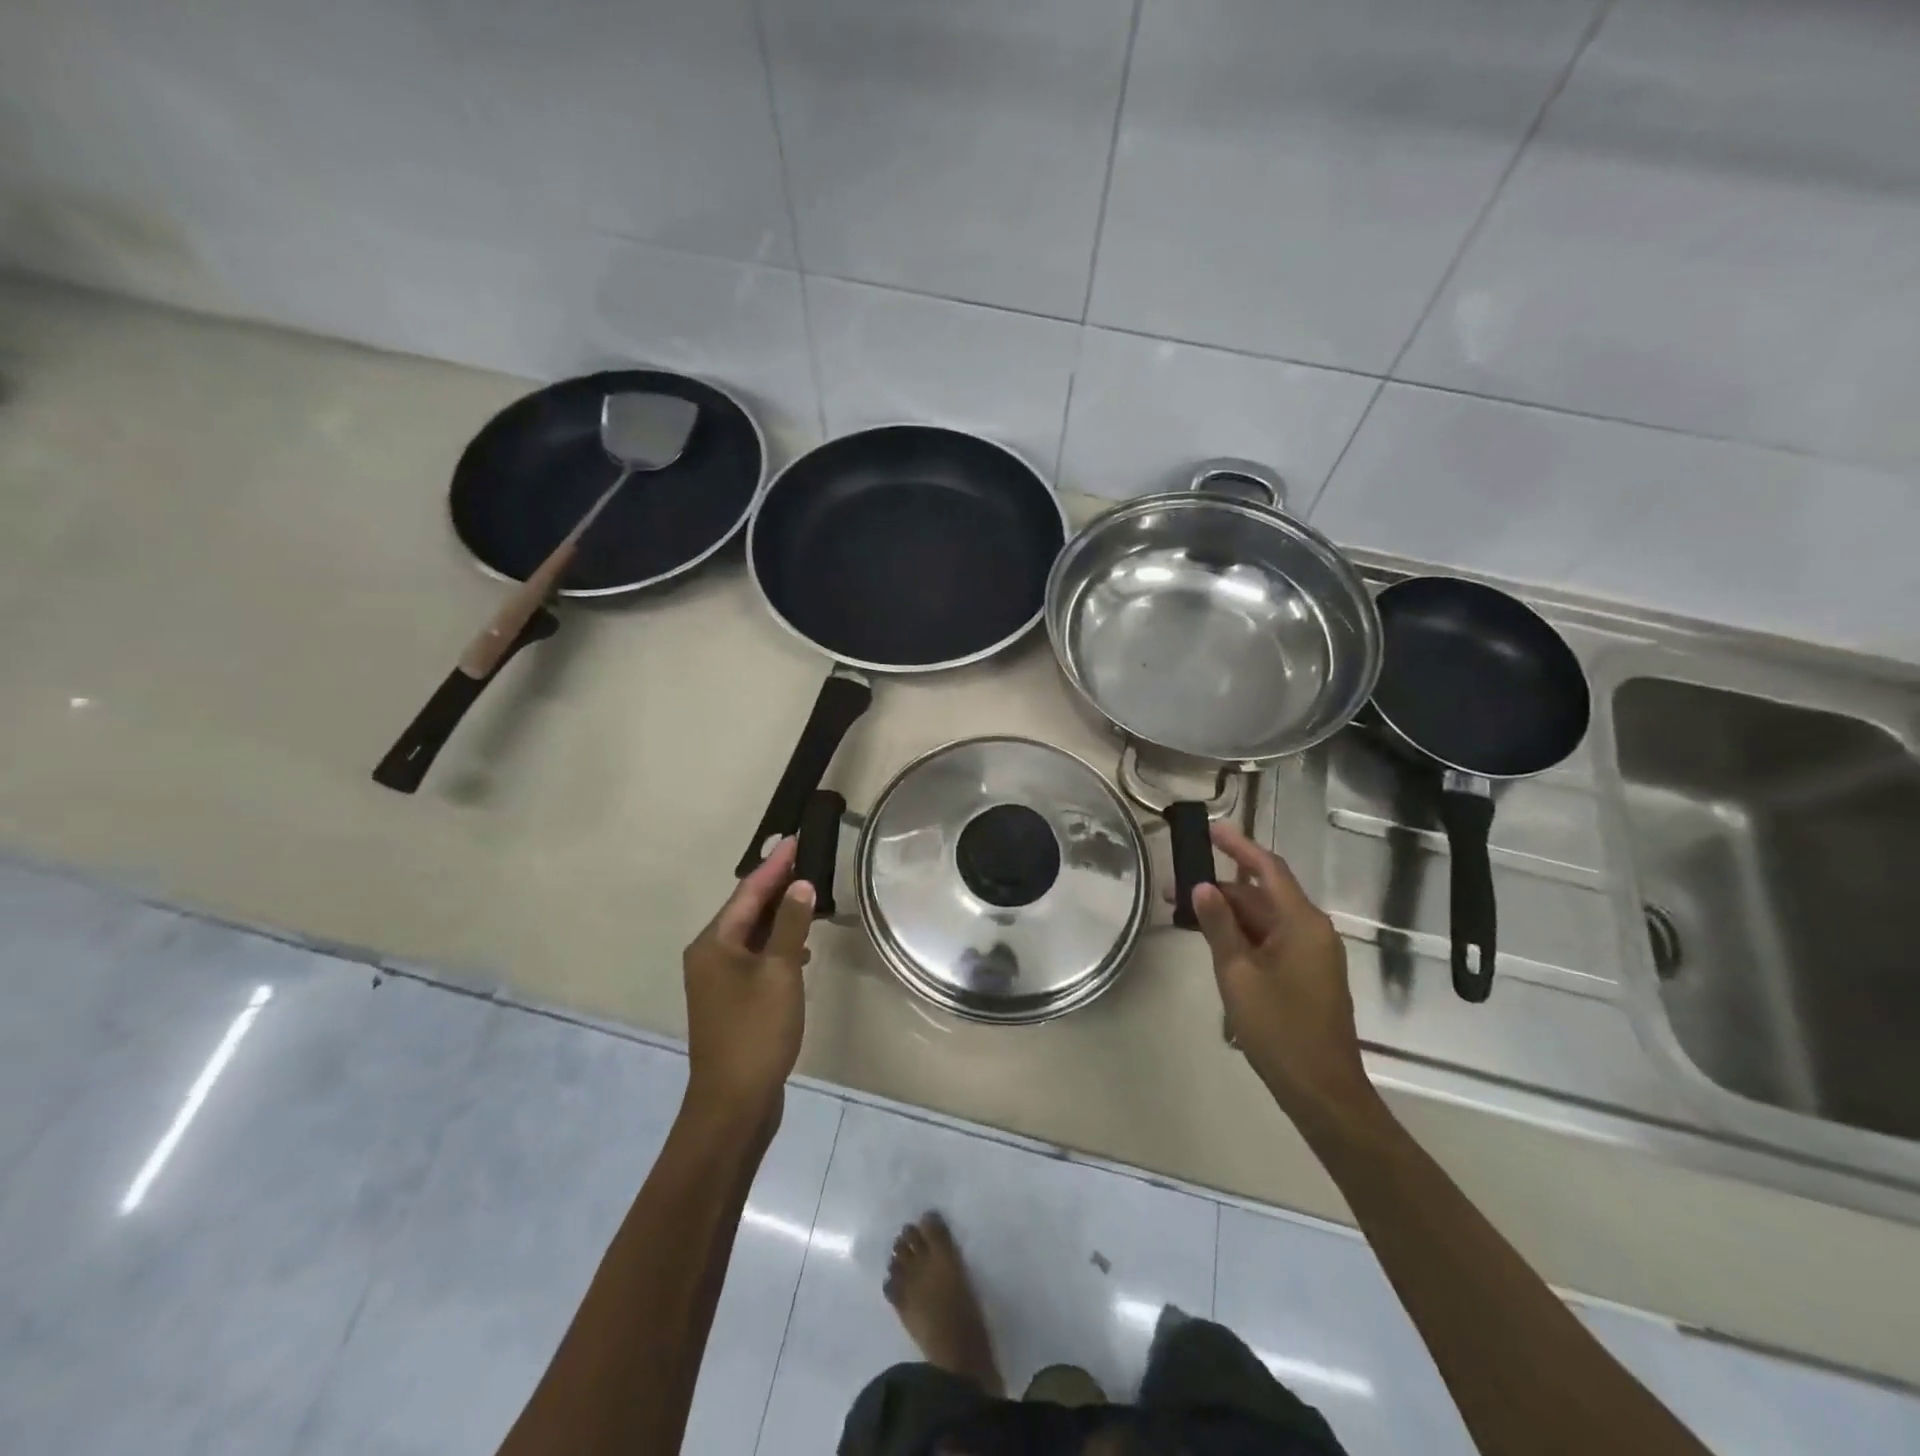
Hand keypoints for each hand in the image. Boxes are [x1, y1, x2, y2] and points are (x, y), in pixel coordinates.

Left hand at [682, 838, 815, 1124]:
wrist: (733, 1103)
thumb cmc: (756, 1032)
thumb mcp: (780, 972)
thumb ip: (791, 926)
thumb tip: (800, 885)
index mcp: (714, 943)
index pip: (749, 891)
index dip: (775, 865)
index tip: (796, 839)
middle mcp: (709, 955)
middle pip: (747, 909)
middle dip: (777, 886)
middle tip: (807, 861)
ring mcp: (718, 980)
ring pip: (752, 934)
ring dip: (780, 916)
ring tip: (811, 898)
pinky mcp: (731, 1000)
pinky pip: (755, 957)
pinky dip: (777, 944)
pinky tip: (801, 948)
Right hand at [1191, 823, 1376, 1131]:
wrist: (1322, 1091)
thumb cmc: (1280, 1030)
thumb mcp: (1238, 975)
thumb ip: (1219, 927)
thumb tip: (1202, 887)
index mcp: (1302, 923)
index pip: (1268, 869)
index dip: (1239, 846)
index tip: (1210, 829)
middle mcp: (1312, 930)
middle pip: (1262, 895)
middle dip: (1220, 889)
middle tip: (1175, 888)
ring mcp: (1312, 954)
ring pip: (1265, 919)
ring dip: (1228, 914)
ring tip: (1185, 914)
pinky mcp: (1306, 974)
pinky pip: (1271, 940)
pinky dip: (1242, 935)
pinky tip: (1213, 941)